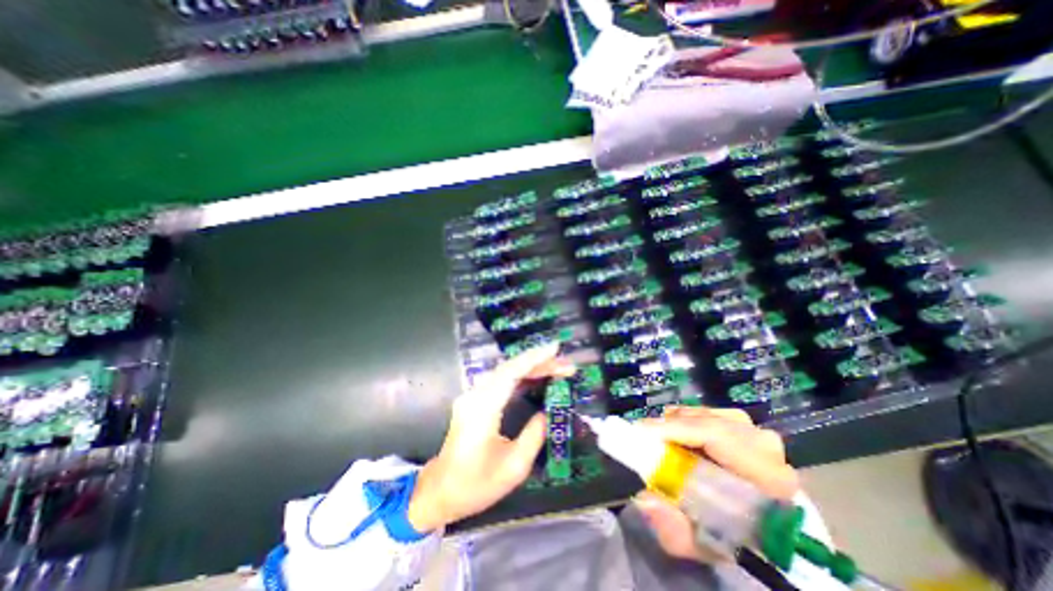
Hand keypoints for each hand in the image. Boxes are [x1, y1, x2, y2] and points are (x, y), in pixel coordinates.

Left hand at [409, 342, 574, 529]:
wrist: (440, 491)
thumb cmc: (476, 485)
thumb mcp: (513, 467)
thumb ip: (534, 435)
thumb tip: (548, 411)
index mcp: (483, 409)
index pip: (510, 373)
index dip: (534, 358)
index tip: (555, 348)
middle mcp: (475, 395)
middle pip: (509, 368)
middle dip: (539, 362)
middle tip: (566, 365)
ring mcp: (473, 396)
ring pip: (505, 372)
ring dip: (532, 367)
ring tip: (557, 368)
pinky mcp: (475, 400)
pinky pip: (501, 381)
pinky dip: (521, 376)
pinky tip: (537, 377)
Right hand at [633, 407, 798, 562]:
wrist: (769, 532)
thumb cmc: (738, 539)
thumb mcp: (705, 546)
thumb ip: (675, 530)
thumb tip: (644, 499)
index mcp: (768, 477)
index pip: (716, 435)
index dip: (675, 429)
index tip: (642, 432)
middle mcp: (765, 446)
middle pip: (706, 420)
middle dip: (671, 427)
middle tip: (645, 439)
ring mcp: (757, 432)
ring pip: (704, 414)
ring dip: (677, 424)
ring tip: (661, 441)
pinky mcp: (747, 426)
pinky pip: (707, 413)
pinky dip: (687, 421)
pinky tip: (678, 437)